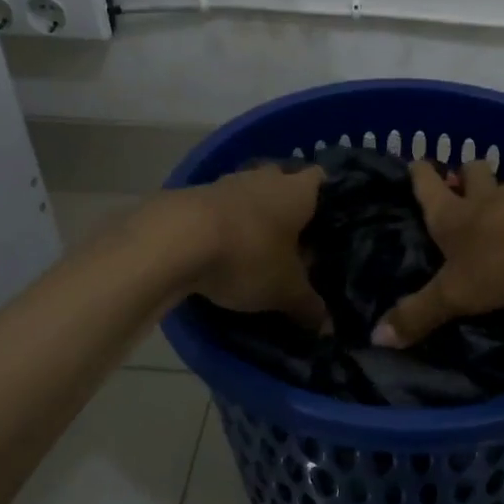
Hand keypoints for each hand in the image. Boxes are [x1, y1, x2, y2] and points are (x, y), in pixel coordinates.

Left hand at [178, 164, 328, 331]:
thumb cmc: (248, 256)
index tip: (328, 220)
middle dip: (287, 207)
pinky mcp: (193, 195)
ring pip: (249, 194)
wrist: (175, 240)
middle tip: (295, 238)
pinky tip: (221, 249)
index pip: (321, 179)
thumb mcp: (285, 290)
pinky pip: (219, 207)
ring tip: (257, 247)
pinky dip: (224, 224)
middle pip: (283, 182)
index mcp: (298, 191)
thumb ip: (308, 305)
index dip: (327, 196)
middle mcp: (266, 177)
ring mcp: (227, 182)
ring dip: (253, 214)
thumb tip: (327, 326)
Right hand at [374, 162, 503, 346]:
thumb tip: (376, 336)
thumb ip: (420, 313)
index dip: (420, 175)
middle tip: (465, 183)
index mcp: (454, 215)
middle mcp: (488, 197)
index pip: (428, 186)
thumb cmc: (502, 256)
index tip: (416, 162)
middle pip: (473, 173)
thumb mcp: (455, 293)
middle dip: (467, 175)